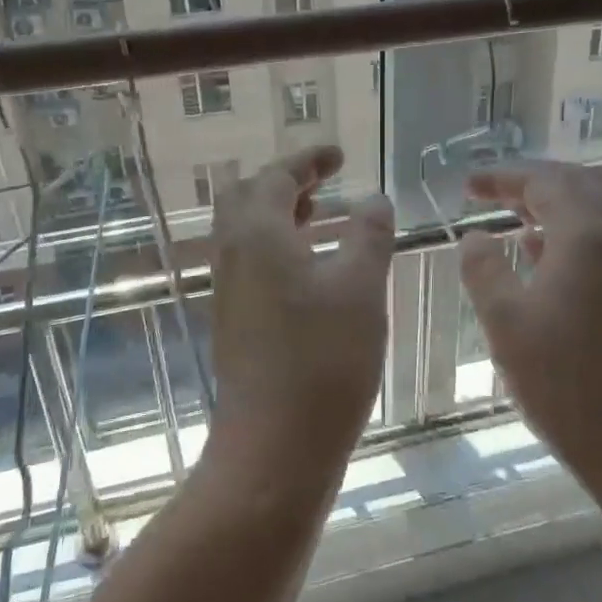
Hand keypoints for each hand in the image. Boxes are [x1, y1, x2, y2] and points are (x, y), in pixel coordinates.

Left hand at [207, 146, 394, 493]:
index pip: (276, 176)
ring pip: (244, 231)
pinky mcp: (233, 320)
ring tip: (320, 219)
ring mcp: (227, 290)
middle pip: (246, 197)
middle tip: (323, 185)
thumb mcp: (360, 288)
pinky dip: (275, 247)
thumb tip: (374, 199)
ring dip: (278, 215)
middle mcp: (232, 254)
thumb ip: (368, 234)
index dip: (308, 160)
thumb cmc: (323, 361)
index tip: (338, 155)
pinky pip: (249, 261)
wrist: (274, 447)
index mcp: (257, 234)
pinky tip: (310, 270)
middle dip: (284, 182)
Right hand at [459, 163, 601, 512]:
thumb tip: (474, 236)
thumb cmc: (562, 381)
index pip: (545, 183)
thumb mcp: (505, 322)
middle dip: (531, 181)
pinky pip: (594, 243)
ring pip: (589, 215)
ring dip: (549, 205)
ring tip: (507, 214)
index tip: (467, 185)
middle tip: (492, 190)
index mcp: (584, 240)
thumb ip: (484, 270)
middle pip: (577, 187)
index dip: (503, 177)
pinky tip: (534, 254)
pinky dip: (561, 233)